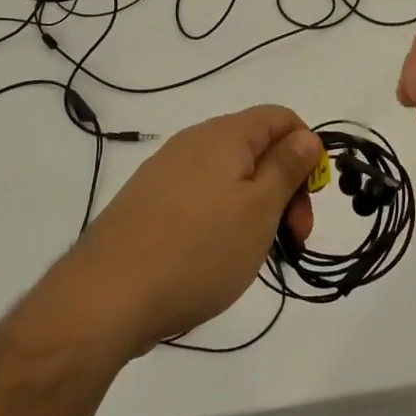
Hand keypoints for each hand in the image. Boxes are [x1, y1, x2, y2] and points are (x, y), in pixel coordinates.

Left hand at [44, 106, 321, 357]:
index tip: (308, 201)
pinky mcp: (147, 203)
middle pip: (256, 148)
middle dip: (284, 187)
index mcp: (225, 134)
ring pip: (229, 177)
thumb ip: (286, 167)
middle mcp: (193, 142)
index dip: (306, 151)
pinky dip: (222, 219)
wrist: (107, 296)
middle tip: (292, 239)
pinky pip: (200, 198)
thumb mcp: (259, 209)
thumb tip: (306, 136)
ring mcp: (166, 172)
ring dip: (255, 208)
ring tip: (255, 254)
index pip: (280, 118)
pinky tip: (215, 258)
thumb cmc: (199, 249)